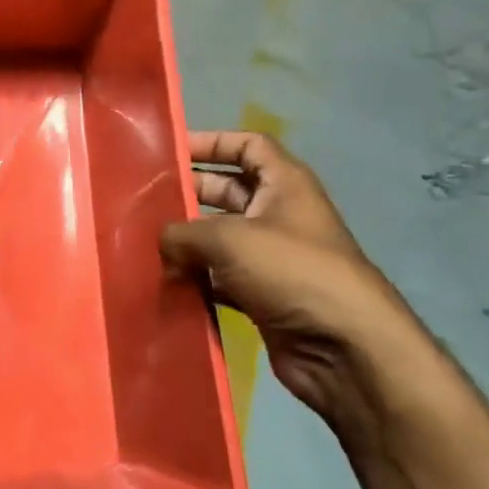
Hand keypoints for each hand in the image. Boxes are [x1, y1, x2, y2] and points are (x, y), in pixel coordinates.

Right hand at [159, 131, 434, 454]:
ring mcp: (273, 257)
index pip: (248, 145)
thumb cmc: (291, 270)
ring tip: (144, 241)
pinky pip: (221, 277)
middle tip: (143, 200)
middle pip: (227, 191)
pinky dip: (196, 278)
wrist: (344, 346)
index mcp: (285, 184)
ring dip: (187, 240)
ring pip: (220, 237)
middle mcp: (280, 214)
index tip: (171, 151)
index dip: (212, 142)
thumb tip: (160, 244)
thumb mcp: (228, 238)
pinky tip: (166, 282)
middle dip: (189, 193)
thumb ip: (182, 233)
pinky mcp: (264, 294)